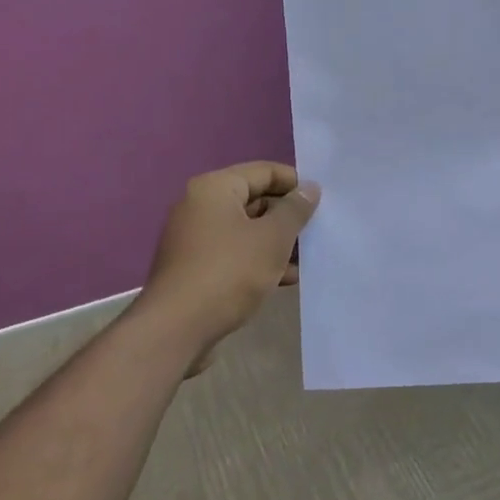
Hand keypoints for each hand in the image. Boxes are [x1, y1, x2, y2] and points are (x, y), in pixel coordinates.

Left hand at [133, 162, 320, 372]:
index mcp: (214, 188)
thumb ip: (294, 210)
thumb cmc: (229, 272)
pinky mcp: (194, 267)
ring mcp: (194, 238)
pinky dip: (258, 260)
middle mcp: (199, 206)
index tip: (322, 200)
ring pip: (245, 230)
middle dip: (286, 215)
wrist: (177, 328)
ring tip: (308, 256)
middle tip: (318, 229)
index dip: (294, 183)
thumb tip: (309, 189)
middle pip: (253, 199)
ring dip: (276, 241)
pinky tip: (285, 279)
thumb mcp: (272, 238)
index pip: (263, 171)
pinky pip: (234, 253)